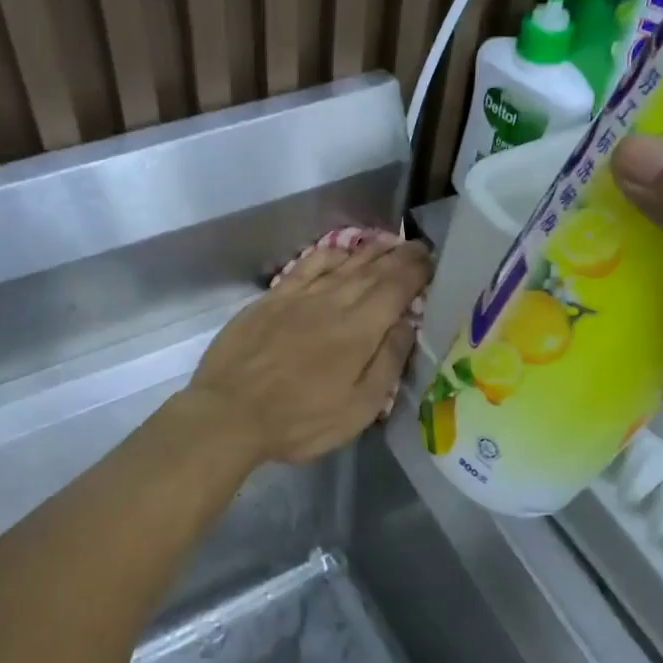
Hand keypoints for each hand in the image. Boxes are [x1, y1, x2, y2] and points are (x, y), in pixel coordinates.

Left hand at [186, 237, 431, 469]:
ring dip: (369, 250)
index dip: (417, 271)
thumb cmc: (299, 420)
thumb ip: (388, 362)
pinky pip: (308, 265)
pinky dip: (329, 254)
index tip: (432, 262)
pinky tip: (339, 250)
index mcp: (360, 329)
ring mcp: (300, 296)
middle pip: (373, 269)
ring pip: (342, 263)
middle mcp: (333, 301)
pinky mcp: (273, 298)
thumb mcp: (358, 408)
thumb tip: (408, 324)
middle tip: (417, 247)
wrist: (229, 413)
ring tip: (387, 243)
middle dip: (399, 256)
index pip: (397, 287)